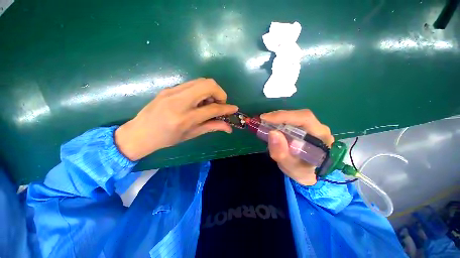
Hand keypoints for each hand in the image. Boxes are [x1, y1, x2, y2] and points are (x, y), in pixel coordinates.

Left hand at [115, 78, 237, 160]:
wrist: (140, 133)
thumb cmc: (166, 139)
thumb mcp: (191, 135)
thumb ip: (212, 127)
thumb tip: (229, 127)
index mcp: (185, 118)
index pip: (212, 108)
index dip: (226, 108)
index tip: (234, 109)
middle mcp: (179, 101)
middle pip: (208, 85)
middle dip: (220, 93)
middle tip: (218, 104)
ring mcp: (173, 91)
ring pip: (201, 81)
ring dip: (211, 91)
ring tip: (208, 103)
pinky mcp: (169, 88)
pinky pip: (192, 84)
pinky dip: (201, 91)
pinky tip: (198, 101)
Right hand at [260, 110, 333, 185]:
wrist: (309, 173)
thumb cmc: (302, 171)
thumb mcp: (290, 167)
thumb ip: (281, 153)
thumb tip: (272, 132)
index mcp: (321, 138)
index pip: (304, 118)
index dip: (284, 116)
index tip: (265, 118)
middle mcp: (320, 128)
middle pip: (298, 115)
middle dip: (279, 116)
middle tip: (263, 120)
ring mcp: (313, 126)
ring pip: (295, 116)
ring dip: (278, 118)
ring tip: (266, 123)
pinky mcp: (306, 127)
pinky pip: (292, 120)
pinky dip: (280, 121)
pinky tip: (272, 125)